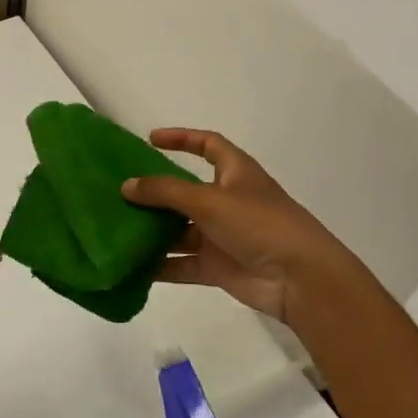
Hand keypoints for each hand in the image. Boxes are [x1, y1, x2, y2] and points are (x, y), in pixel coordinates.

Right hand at [121, 129, 384, 330]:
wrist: (300, 279)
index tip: (151, 139)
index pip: (208, 145)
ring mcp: (222, 235)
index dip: (182, 138)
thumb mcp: (209, 200)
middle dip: (156, 192)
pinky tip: (132, 265)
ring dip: (153, 230)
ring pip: (180, 229)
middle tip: (119, 191)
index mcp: (235, 173)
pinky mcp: (218, 266)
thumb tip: (126, 186)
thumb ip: (165, 192)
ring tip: (116, 227)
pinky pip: (182, 263)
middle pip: (185, 191)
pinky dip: (160, 264)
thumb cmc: (259, 224)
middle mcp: (228, 200)